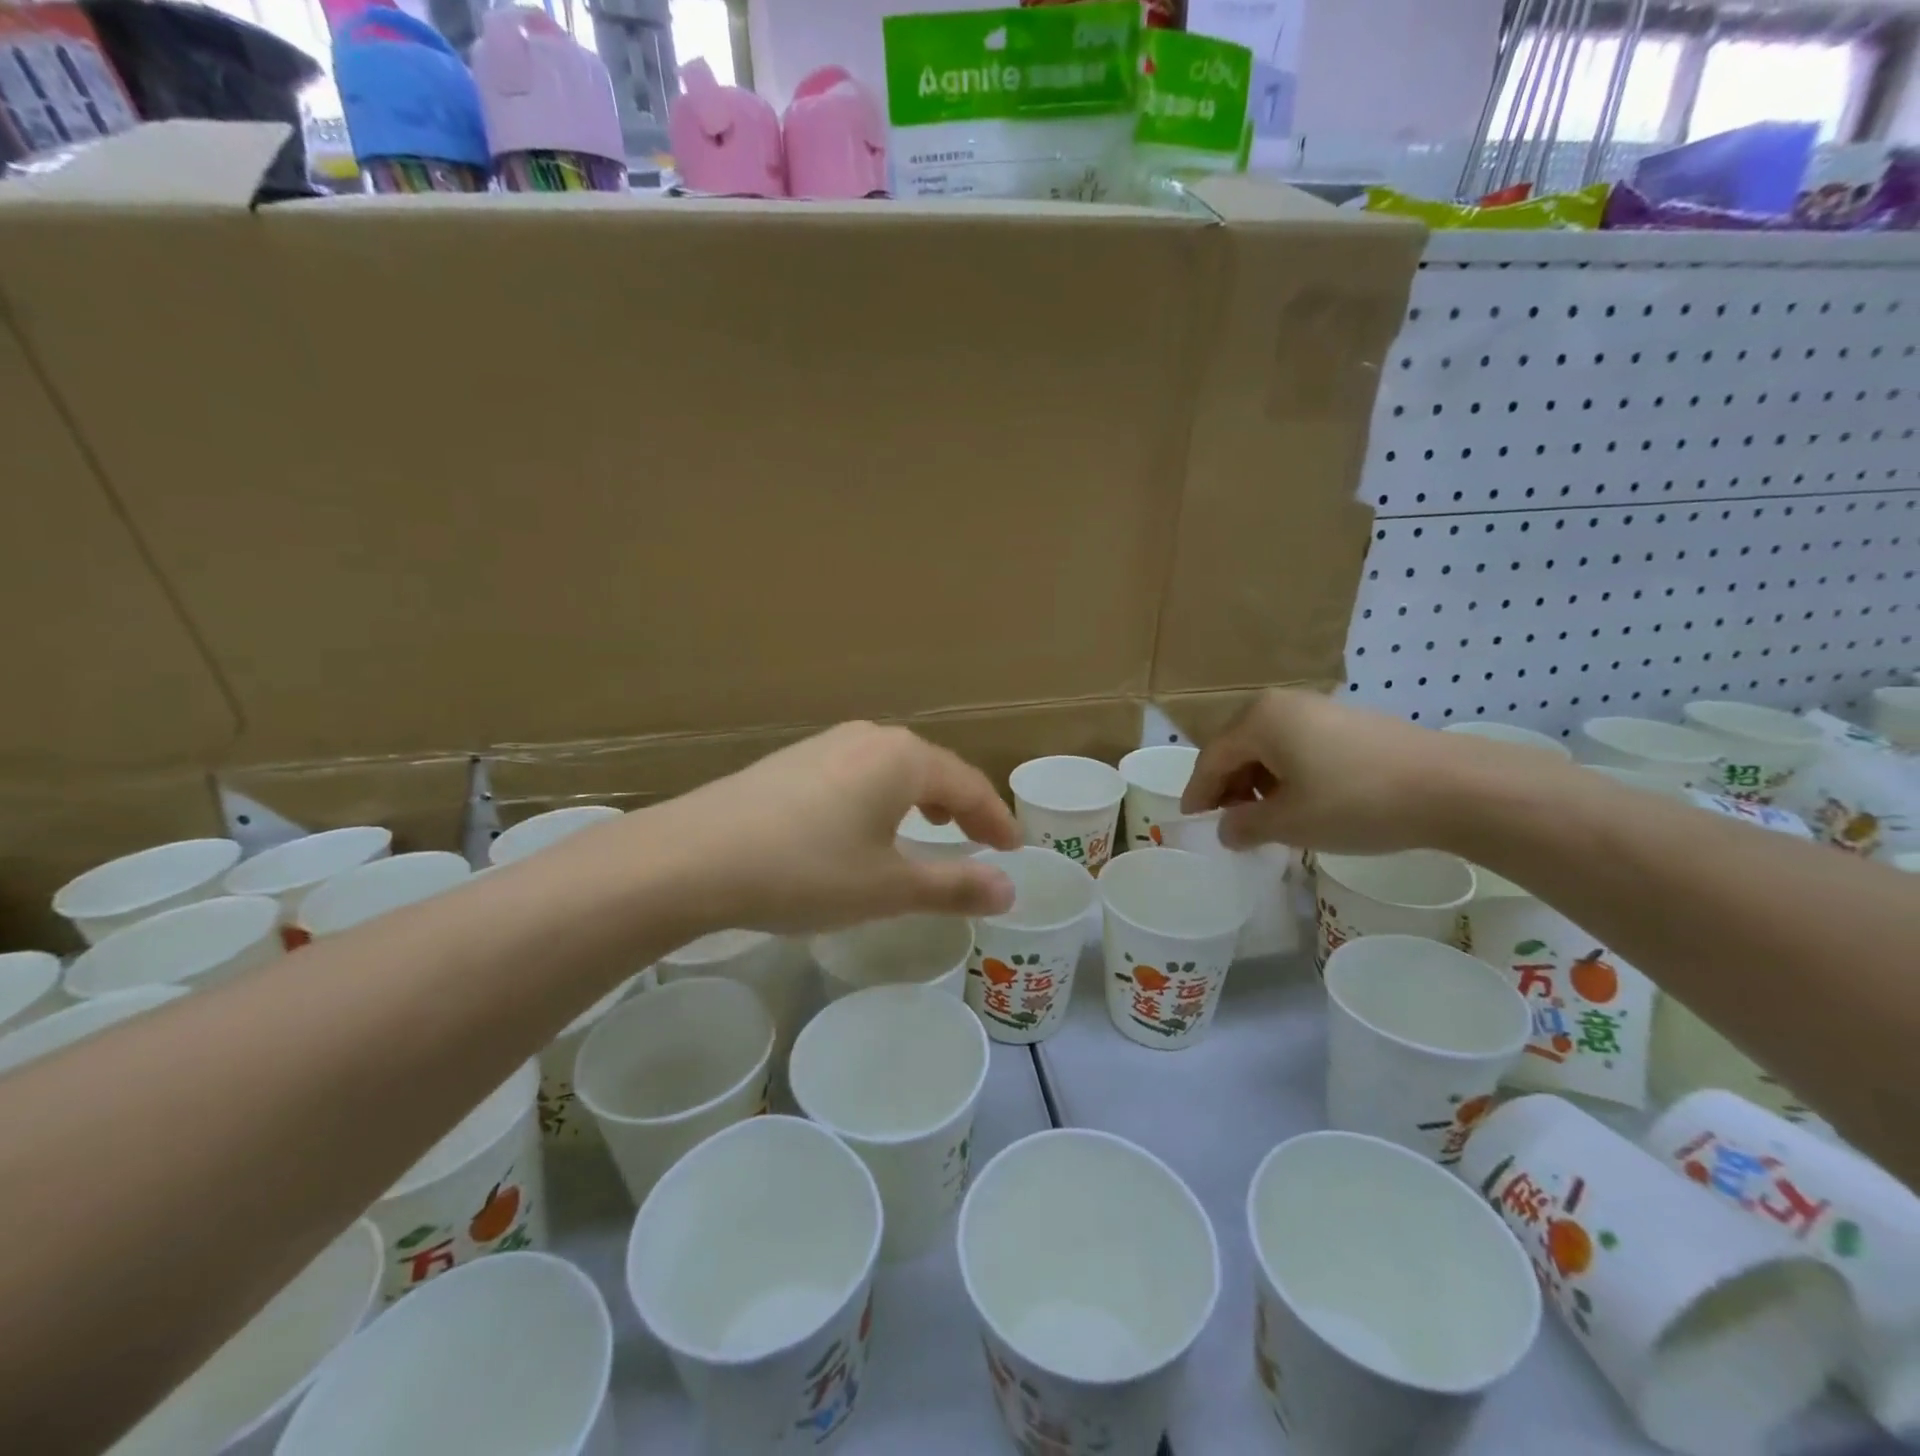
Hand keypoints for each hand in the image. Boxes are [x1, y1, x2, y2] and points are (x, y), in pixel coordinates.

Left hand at [647, 722, 1022, 933]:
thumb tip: (1010, 889)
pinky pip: (857, 772)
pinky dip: (880, 796)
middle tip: (979, 838)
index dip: (996, 818)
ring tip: (929, 825)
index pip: (968, 784)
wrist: (692, 858)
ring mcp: (826, 744)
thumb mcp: (887, 887)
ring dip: (919, 796)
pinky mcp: (792, 760)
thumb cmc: (806, 871)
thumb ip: (954, 885)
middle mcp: (869, 737)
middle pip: (931, 768)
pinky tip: (864, 823)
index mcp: (902, 758)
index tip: (1014, 847)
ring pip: (892, 767)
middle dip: (960, 804)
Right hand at [1179, 690, 1535, 854]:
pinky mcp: (1349, 723)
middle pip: (1239, 749)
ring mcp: (1320, 710)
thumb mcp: (1290, 823)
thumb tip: (1226, 829)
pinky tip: (1303, 803)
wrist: (1453, 787)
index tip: (1192, 821)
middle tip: (1230, 824)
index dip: (1199, 793)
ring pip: (1270, 748)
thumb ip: (1244, 826)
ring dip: (1259, 784)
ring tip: (1268, 819)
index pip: (1212, 758)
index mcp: (1260, 720)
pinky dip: (1288, 775)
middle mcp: (1283, 705)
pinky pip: (1299, 747)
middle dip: (1229, 788)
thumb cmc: (1355, 802)